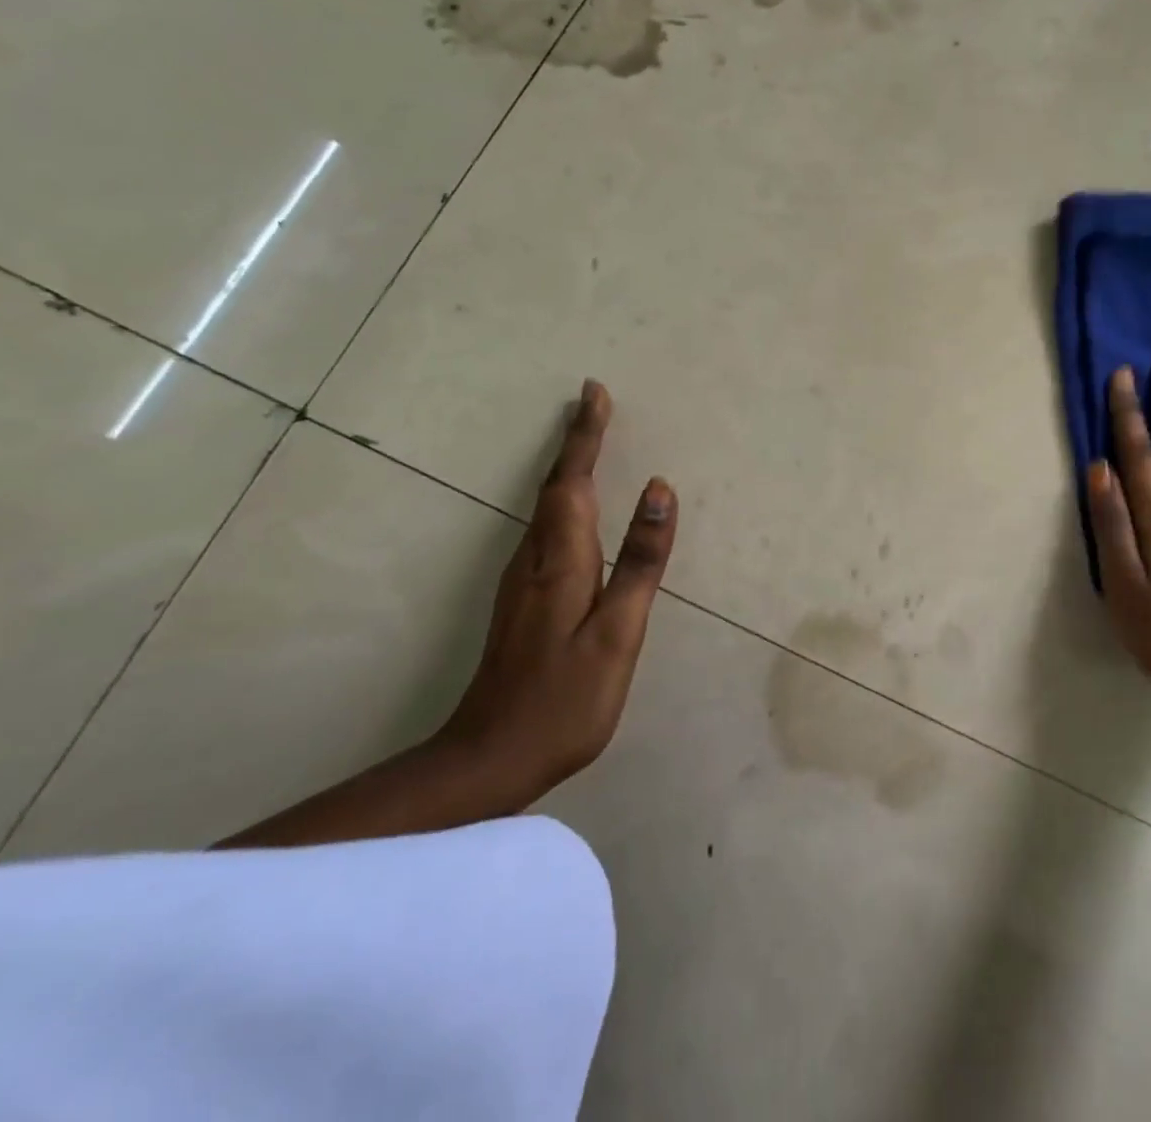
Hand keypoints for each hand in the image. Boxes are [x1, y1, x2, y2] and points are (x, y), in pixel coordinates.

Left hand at [438, 380, 676, 807]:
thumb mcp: (616, 633)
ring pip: (548, 507)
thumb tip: (661, 489)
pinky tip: (575, 509)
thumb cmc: (564, 700)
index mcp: (561, 561)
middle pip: (557, 486)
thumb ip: (640, 561)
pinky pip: (547, 529)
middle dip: (577, 442)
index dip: (587, 436)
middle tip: (594, 404)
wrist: (489, 759)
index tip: (595, 393)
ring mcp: (522, 581)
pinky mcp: (522, 600)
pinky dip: (565, 500)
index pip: (575, 481)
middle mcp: (535, 559)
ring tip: (588, 442)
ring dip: (569, 468)